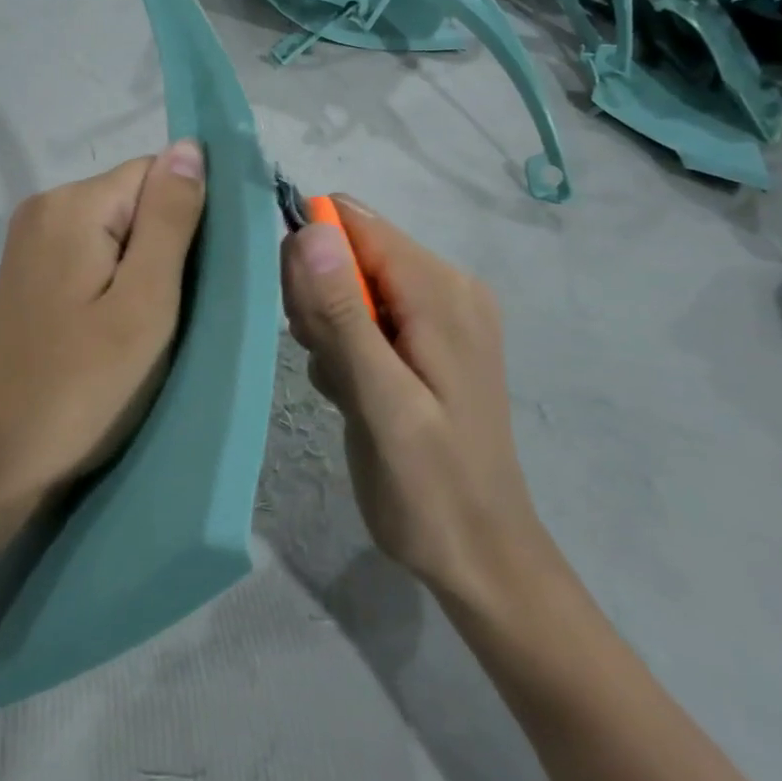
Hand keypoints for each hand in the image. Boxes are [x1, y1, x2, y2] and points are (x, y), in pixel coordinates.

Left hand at [0, 142, 207, 507]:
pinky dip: (115, 282)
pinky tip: (115, 326)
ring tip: (144, 326)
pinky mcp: (29, 272)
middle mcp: (45, 207)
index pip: (157, 174)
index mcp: (72, 204)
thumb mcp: (145, 302)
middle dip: (164, 247)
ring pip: (117, 230)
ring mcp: (31, 241)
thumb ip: (170, 219)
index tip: (195, 279)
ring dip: (142, 269)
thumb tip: (190, 146)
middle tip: (171, 312)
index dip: (188, 220)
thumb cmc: (84, 385)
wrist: (0, 456)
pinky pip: (91, 254)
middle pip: (135, 200)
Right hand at [281, 197, 550, 613]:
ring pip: (350, 284)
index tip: (300, 317)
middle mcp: (446, 286)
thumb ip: (344, 315)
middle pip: (350, 251)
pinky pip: (365, 314)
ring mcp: (440, 313)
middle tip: (326, 363)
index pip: (354, 224)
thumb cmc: (430, 488)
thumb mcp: (381, 403)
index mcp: (440, 291)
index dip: (311, 255)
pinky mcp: (429, 339)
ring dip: (328, 328)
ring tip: (342, 385)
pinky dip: (345, 345)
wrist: (481, 556)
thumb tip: (309, 230)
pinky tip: (352, 391)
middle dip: (319, 299)